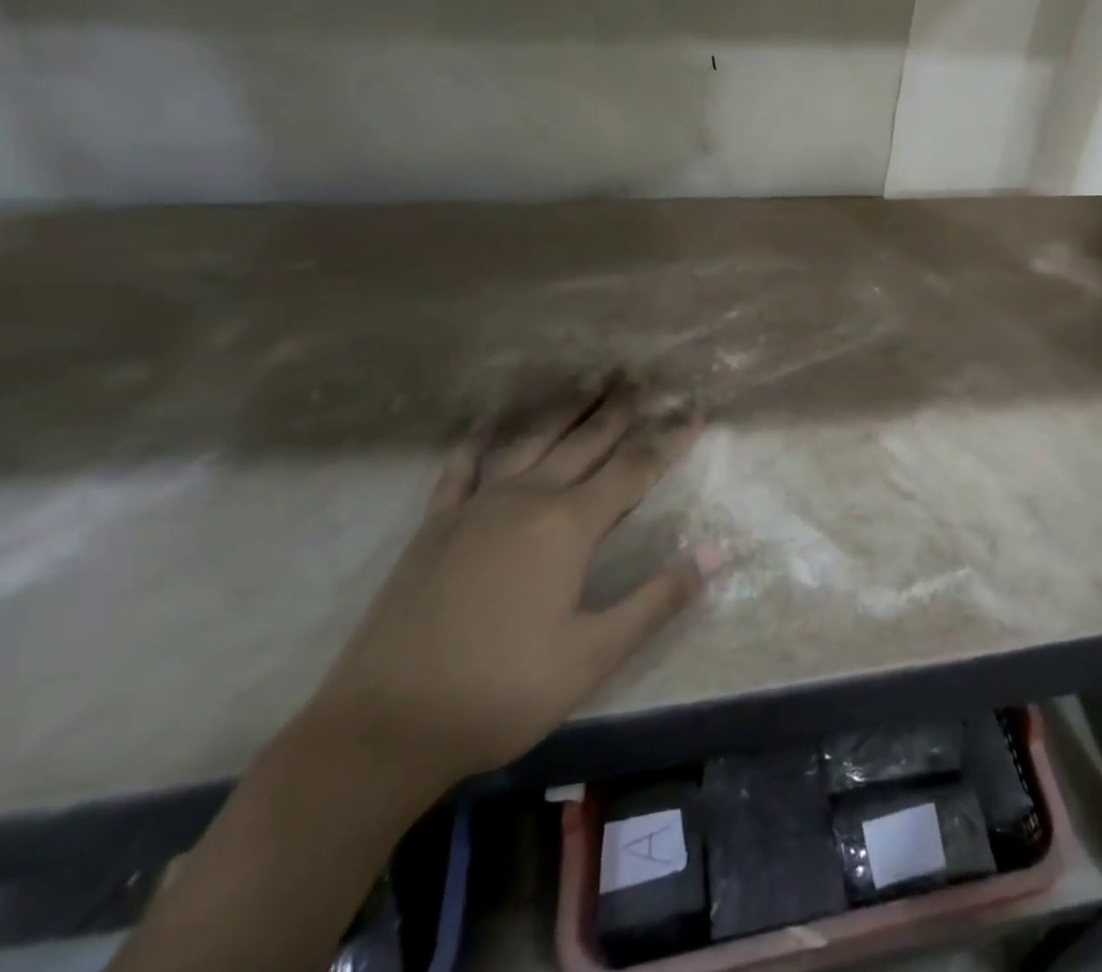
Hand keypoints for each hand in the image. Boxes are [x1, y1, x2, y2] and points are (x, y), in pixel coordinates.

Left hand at [297, 377, 714, 793]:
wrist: (384, 728)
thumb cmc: (501, 692)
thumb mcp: (593, 655)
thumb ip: (657, 598)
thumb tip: (717, 550)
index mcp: (568, 526)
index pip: (634, 470)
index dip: (668, 440)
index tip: (696, 411)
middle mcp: (527, 499)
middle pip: (585, 441)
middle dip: (618, 407)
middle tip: (641, 374)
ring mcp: (476, 506)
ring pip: (531, 440)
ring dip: (564, 406)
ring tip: (589, 377)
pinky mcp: (435, 524)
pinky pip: (461, 468)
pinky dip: (478, 440)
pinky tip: (487, 421)